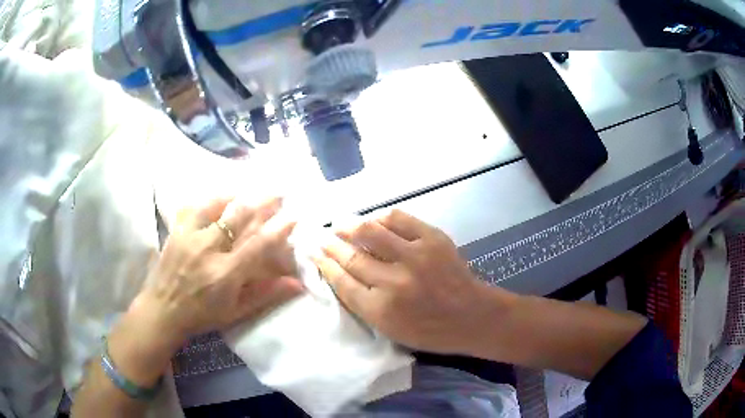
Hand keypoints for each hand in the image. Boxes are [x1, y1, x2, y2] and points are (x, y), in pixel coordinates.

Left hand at [129, 197, 303, 348]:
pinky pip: (194, 206)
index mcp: (225, 273)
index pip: (258, 244)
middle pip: (239, 216)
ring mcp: (189, 236)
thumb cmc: (201, 316)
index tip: (294, 216)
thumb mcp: (236, 312)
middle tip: (279, 192)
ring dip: (238, 194)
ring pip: (217, 204)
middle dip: (263, 201)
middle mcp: (208, 249)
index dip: (279, 228)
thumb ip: (266, 294)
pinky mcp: (176, 231)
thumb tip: (297, 283)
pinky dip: (210, 198)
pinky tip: (220, 195)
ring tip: (252, 189)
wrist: (162, 311)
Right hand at [312, 210, 512, 354]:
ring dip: (350, 226)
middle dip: (331, 244)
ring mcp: (415, 256)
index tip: (314, 253)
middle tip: (322, 236)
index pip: (342, 281)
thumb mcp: (390, 330)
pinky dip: (381, 218)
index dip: (324, 264)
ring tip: (341, 223)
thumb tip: (339, 273)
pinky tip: (375, 221)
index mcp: (381, 310)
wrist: (473, 315)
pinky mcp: (433, 239)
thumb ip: (363, 304)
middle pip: (351, 256)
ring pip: (370, 232)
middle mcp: (393, 282)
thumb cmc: (430, 330)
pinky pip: (398, 219)